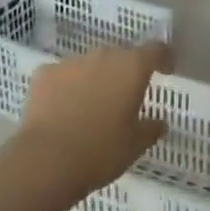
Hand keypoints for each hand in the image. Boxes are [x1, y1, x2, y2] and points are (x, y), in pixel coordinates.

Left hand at [17, 43, 171, 199]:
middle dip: (125, 72)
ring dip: (95, 79)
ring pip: (90, 65)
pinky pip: (62, 76)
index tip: (165, 71)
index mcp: (132, 67)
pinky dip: (66, 87)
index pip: (156, 50)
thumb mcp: (135, 146)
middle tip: (125, 98)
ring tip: (91, 107)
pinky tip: (62, 110)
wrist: (46, 160)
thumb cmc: (100, 151)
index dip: (163, 58)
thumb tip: (159, 123)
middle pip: (120, 56)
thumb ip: (150, 129)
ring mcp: (71, 62)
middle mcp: (103, 56)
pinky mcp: (44, 74)